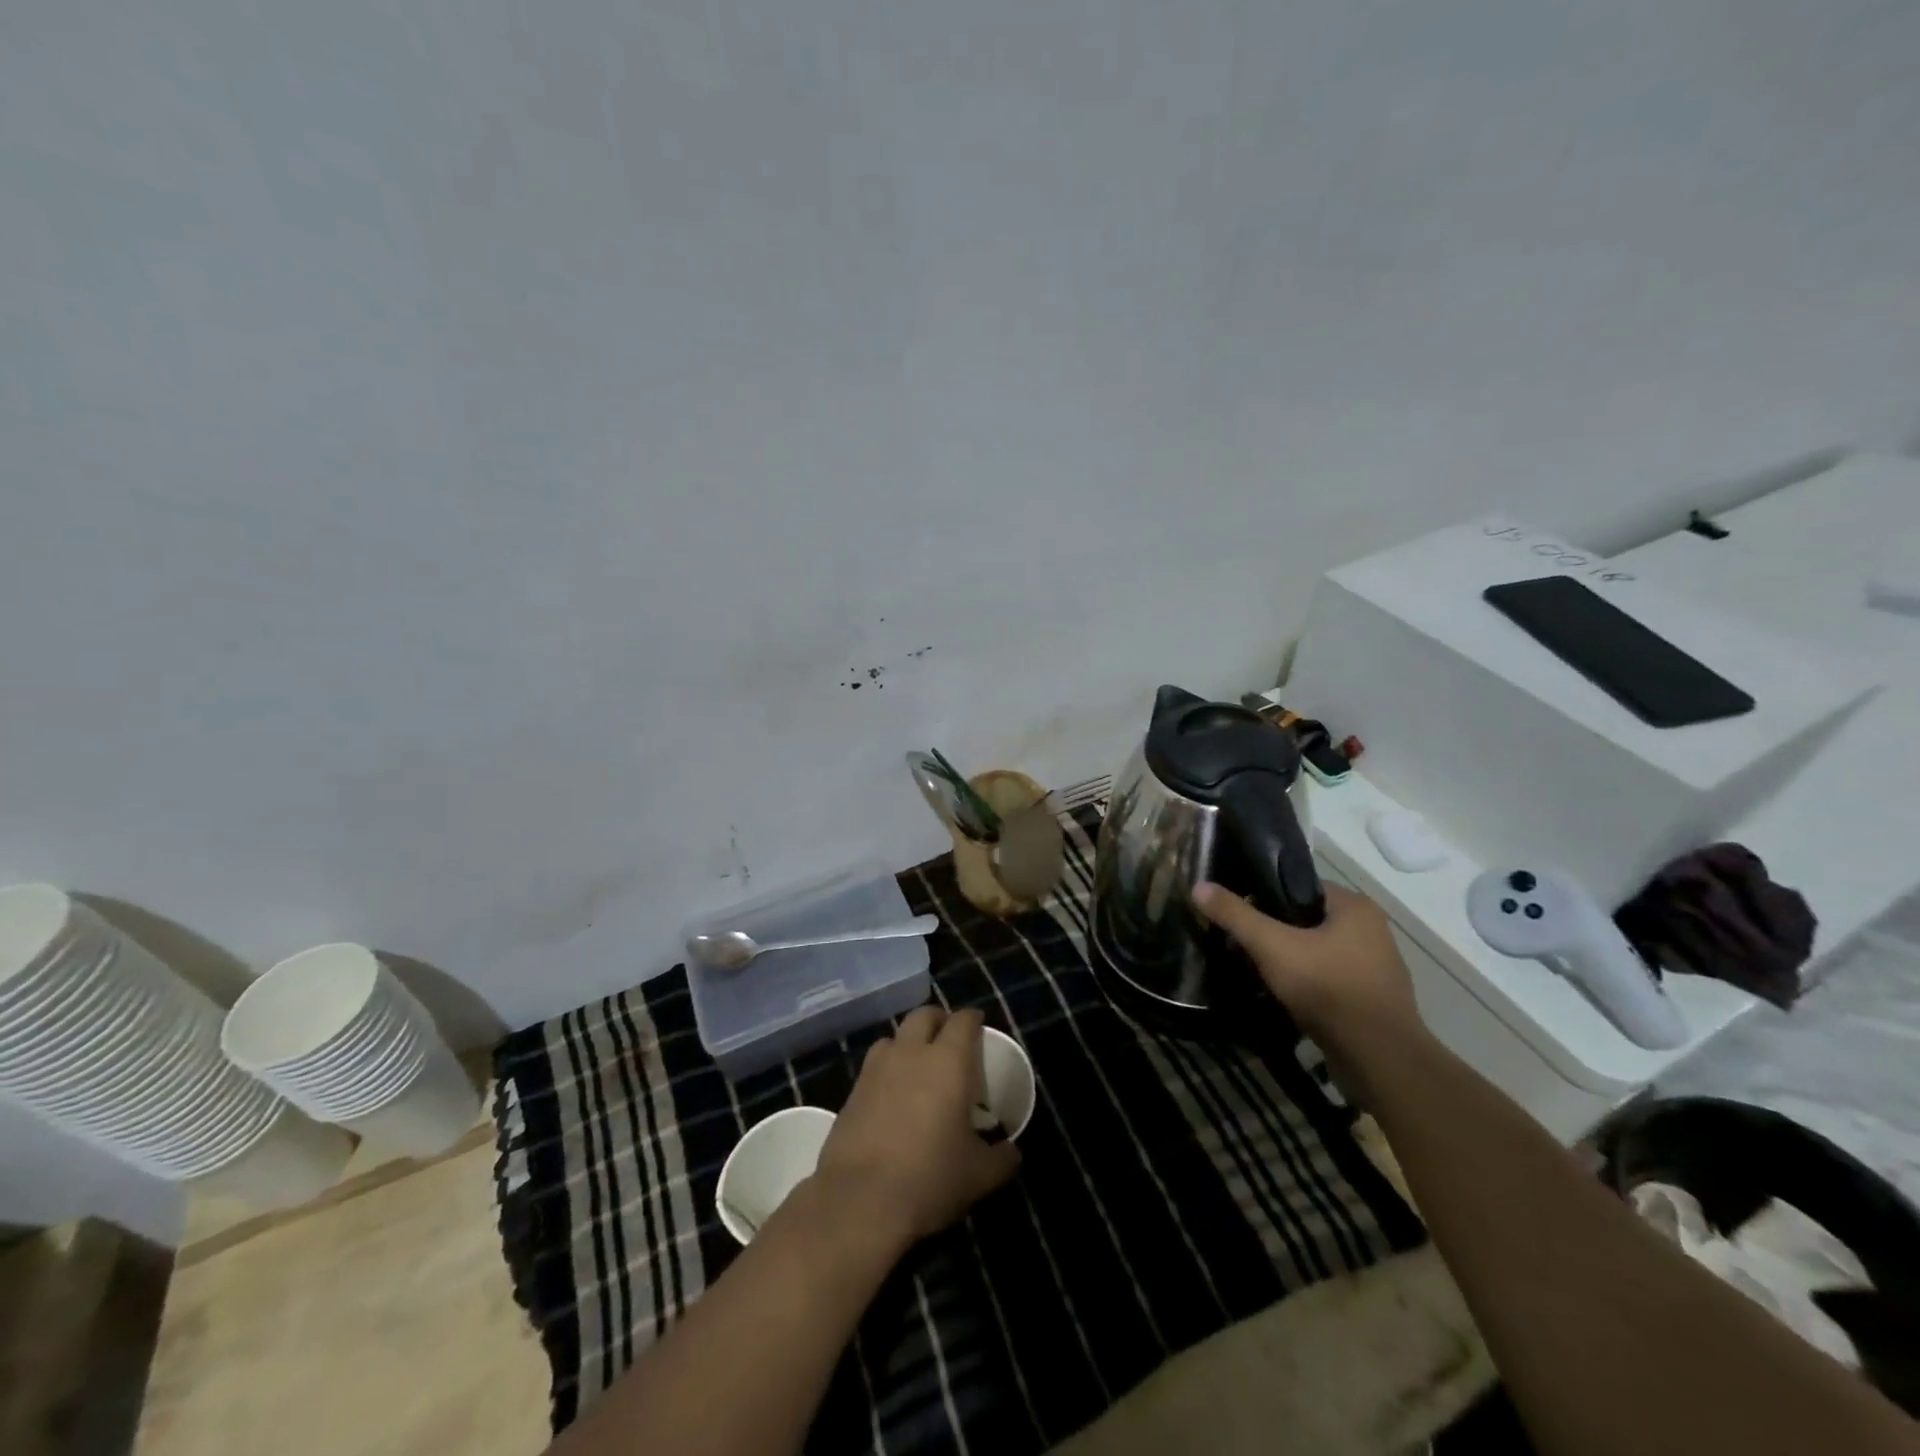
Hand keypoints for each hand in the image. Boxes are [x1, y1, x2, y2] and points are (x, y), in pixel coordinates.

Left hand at [812, 1006, 1020, 1248]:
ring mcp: (877, 1069)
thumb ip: (1001, 1158)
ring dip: (909, 1042)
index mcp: (948, 1062)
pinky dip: (887, 1068)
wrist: (860, 1200)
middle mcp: (911, 1053)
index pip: (963, 1021)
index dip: (973, 1019)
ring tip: (918, 1066)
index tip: (979, 1027)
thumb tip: (1012, 1151)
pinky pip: (875, 1065)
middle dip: (939, 1020)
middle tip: (950, 1039)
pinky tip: (893, 1095)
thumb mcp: (979, 1175)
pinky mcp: (852, 1090)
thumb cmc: (930, 1178)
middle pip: (924, 1015)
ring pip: (895, 1036)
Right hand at [1193, 881, 1422, 1060]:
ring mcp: (1373, 968)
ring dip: (1287, 959)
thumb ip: (1236, 915)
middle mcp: (1370, 931)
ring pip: (1315, 951)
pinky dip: (1304, 983)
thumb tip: (1198, 886)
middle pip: (1305, 919)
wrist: (1379, 1060)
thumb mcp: (1272, 946)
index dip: (1263, 895)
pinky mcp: (1370, 1000)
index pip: (1298, 886)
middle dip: (1271, 931)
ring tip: (1253, 970)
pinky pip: (1327, 979)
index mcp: (1355, 907)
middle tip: (1238, 945)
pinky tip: (1281, 995)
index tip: (1235, 912)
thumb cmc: (1328, 989)